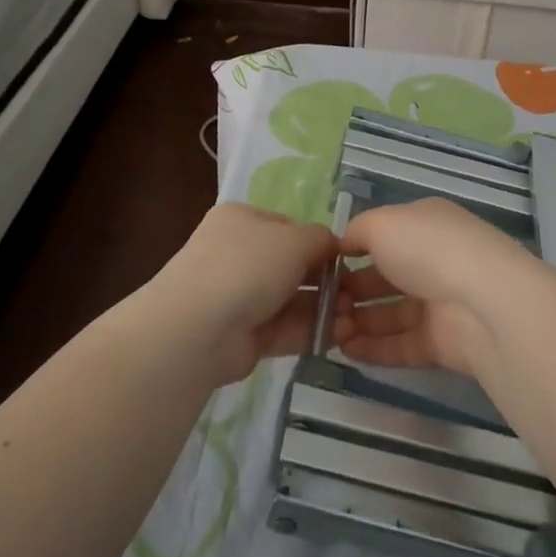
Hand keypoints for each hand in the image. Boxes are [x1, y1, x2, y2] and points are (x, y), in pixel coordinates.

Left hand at [150, 202, 346, 386]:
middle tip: (357, 295)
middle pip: (291, 265)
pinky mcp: (244, 335)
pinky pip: (284, 328)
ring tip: (357, 318)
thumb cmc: (248, 265)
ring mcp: (238, 296)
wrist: (198, 327)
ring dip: (324, 308)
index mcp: (242, 220)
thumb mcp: (295, 239)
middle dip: (326, 280)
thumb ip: (321, 239)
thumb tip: (333, 246)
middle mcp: (238, 254)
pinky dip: (311, 330)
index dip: (318, 242)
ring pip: (290, 299)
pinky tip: (341, 335)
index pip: (288, 226)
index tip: (345, 260)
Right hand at [334, 199, 540, 378]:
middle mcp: (434, 261)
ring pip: (391, 314)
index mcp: (425, 225)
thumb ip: (356, 231)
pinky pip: (401, 345)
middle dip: (350, 291)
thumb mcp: (382, 223)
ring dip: (358, 322)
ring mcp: (441, 303)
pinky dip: (374, 348)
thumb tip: (342, 244)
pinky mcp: (443, 343)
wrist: (483, 303)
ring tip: (326, 332)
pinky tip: (345, 351)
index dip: (352, 251)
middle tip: (319, 306)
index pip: (384, 235)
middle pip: (385, 277)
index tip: (322, 269)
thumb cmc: (427, 249)